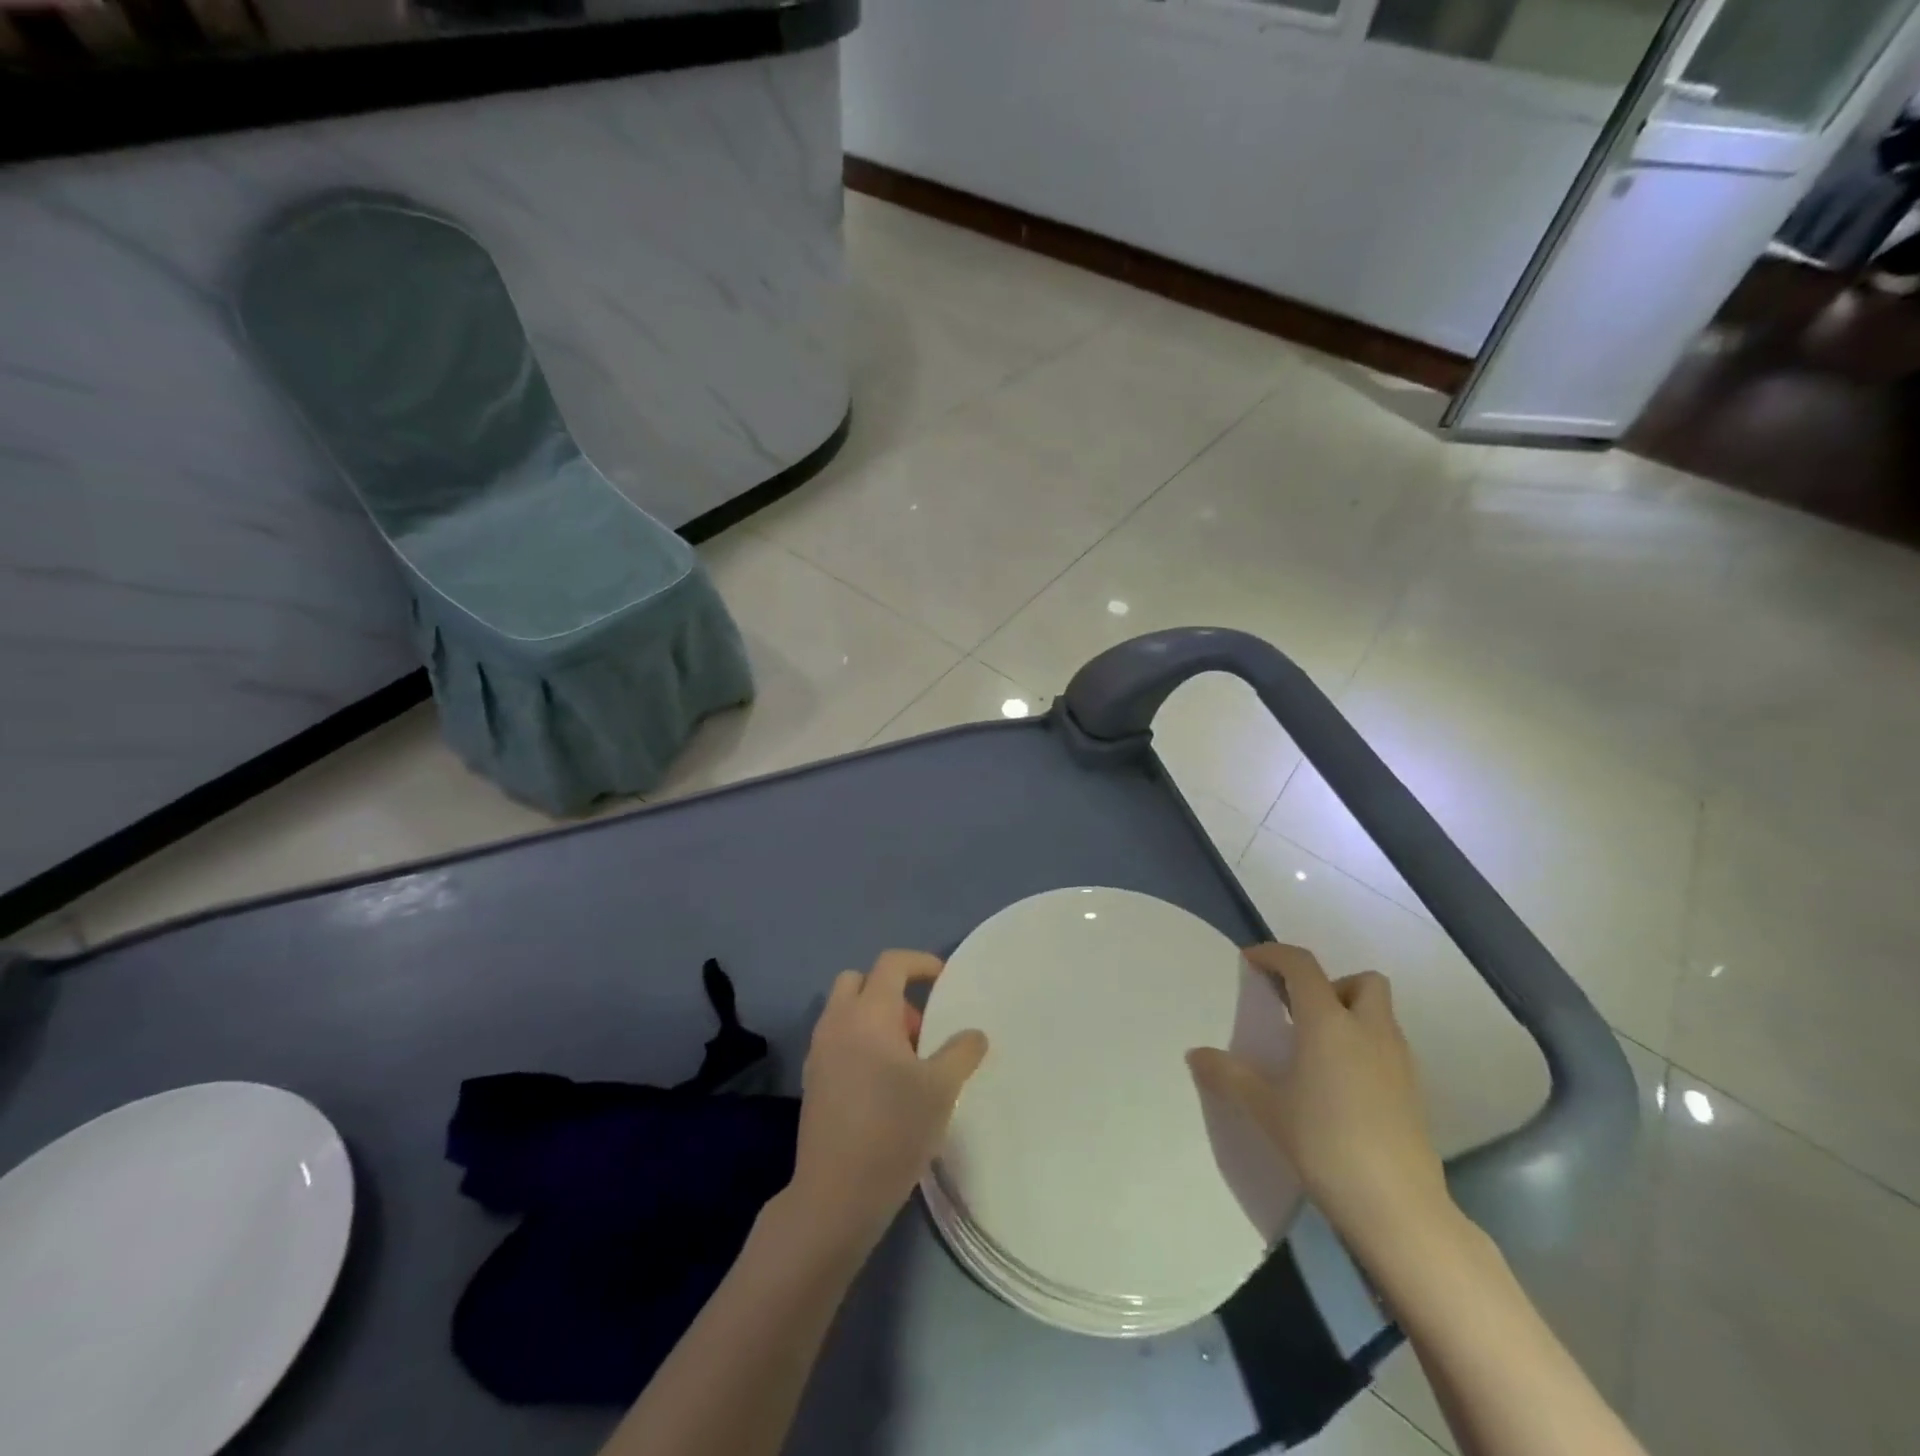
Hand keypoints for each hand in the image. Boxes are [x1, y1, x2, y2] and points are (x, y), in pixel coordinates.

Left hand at [788, 950, 987, 1254]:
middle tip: (918, 1027)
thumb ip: (961, 1052)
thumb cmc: (893, 1130)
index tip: (944, 980)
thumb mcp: (942, 1089)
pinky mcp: (812, 1079)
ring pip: (844, 1010)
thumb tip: (974, 1034)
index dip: (920, 962)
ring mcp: (819, 1051)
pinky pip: (837, 1038)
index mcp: (868, 1013)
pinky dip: (858, 1041)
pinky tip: (881, 1083)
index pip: (891, 963)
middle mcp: (837, 1022)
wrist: (836, 1194)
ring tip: (905, 1060)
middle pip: (859, 979)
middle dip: (890, 990)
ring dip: (874, 1017)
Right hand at [1188, 943, 1449, 1258]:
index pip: (1302, 965)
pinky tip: (1340, 1085)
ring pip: (1380, 1014)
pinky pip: (1388, 1048)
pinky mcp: (1414, 1093)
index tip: (1250, 962)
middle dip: (1332, 985)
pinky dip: (1365, 1048)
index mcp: (1328, 1022)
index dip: (1274, 954)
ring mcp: (1398, 1061)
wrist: (1397, 1208)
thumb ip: (1228, 1075)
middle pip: (1363, 981)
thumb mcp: (1265, 1108)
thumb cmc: (1324, 1143)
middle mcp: (1369, 1030)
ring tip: (1316, 1050)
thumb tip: (1195, 1054)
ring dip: (1350, 1016)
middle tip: (1300, 1011)